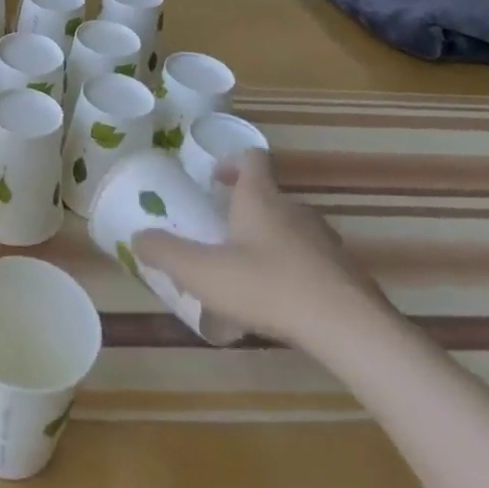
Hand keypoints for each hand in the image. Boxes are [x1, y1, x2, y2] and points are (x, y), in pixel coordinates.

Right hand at [132, 149, 390, 347]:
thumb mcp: (204, 272)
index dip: (231, 162)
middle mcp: (294, 210)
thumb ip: (167, 253)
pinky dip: (294, 274)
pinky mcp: (346, 275)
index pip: (251, 158)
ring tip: (249, 274)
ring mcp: (326, 242)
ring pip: (292, 230)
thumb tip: (138, 238)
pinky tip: (280, 306)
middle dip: (245, 209)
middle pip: (270, 196)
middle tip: (221, 233)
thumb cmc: (268, 286)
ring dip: (270, 242)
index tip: (214, 180)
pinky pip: (312, 263)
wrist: (350, 330)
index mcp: (261, 198)